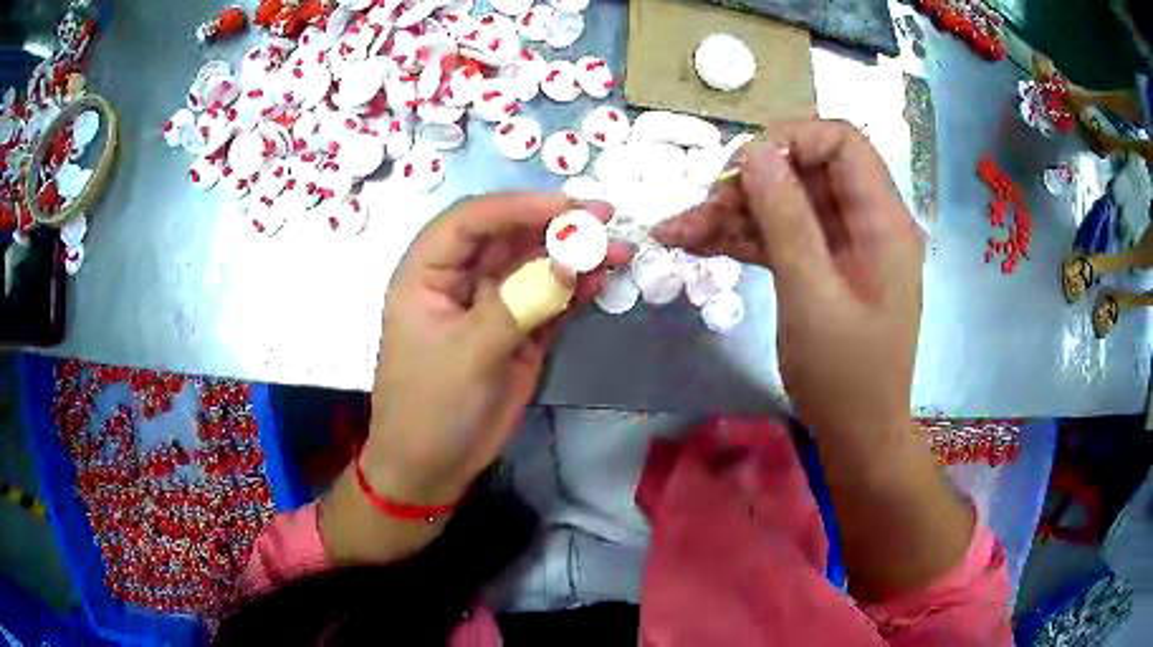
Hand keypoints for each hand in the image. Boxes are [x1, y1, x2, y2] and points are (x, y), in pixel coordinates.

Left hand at [365, 192, 630, 504]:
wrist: (434, 467)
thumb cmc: (432, 408)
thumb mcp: (468, 354)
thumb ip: (519, 304)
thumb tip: (569, 261)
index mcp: (427, 273)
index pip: (470, 221)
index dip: (517, 206)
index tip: (566, 206)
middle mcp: (459, 280)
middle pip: (508, 237)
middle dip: (554, 225)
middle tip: (604, 217)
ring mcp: (492, 306)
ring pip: (534, 267)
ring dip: (573, 256)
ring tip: (617, 249)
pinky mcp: (518, 332)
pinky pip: (548, 301)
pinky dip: (574, 291)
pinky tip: (601, 282)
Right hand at [653, 120, 923, 436]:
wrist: (857, 435)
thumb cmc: (846, 377)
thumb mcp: (812, 297)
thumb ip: (787, 220)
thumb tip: (755, 153)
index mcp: (883, 221)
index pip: (842, 141)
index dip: (791, 140)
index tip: (743, 168)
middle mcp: (867, 221)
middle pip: (805, 170)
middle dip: (749, 183)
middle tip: (700, 209)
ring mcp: (843, 244)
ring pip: (786, 203)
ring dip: (733, 212)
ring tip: (677, 232)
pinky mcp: (822, 266)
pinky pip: (781, 234)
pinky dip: (741, 237)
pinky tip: (695, 244)